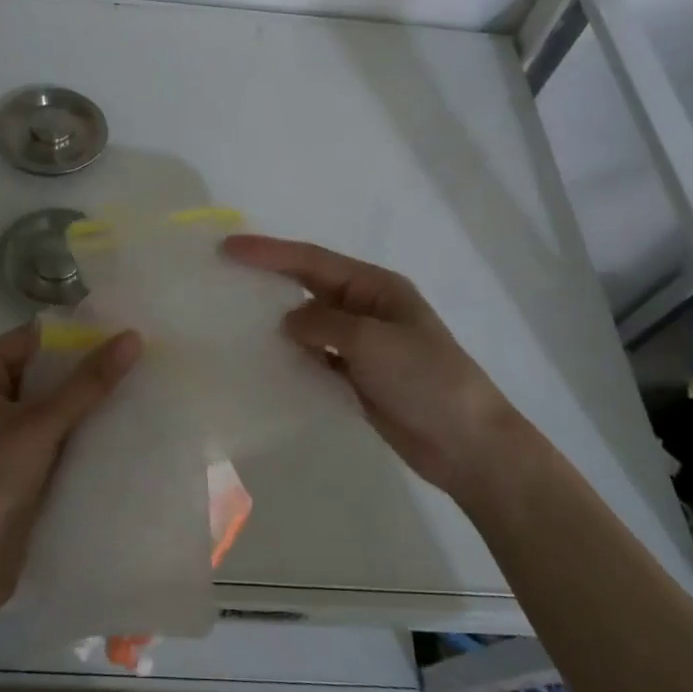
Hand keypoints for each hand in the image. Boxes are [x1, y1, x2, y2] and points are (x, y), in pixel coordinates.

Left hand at [0, 322, 141, 612]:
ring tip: (134, 391)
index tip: (123, 335)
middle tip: (138, 362)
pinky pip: (46, 434)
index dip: (76, 336)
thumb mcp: (41, 424)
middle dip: (83, 370)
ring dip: (82, 402)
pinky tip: (114, 429)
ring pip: (46, 404)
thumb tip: (133, 337)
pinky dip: (74, 431)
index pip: (31, 339)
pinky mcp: (7, 464)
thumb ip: (88, 382)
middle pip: (40, 371)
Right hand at [222, 235, 525, 497]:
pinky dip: (291, 358)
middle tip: (224, 276)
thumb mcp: (373, 341)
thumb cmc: (426, 380)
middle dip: (268, 279)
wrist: (468, 445)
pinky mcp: (356, 378)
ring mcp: (361, 346)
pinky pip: (315, 359)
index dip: (270, 252)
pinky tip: (264, 361)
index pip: (313, 261)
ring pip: (308, 324)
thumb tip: (287, 323)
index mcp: (375, 287)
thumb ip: (324, 324)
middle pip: (308, 286)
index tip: (230, 247)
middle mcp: (365, 309)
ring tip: (232, 319)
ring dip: (276, 322)